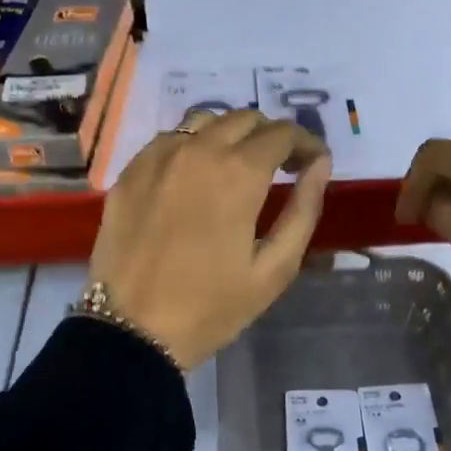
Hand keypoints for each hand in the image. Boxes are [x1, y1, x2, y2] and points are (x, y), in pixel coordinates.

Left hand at [89, 110, 331, 369]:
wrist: (131, 331)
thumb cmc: (211, 306)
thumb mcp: (274, 268)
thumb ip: (303, 209)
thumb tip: (320, 164)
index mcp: (238, 172)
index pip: (283, 133)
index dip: (306, 143)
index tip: (314, 163)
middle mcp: (198, 150)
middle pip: (245, 119)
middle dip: (271, 137)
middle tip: (281, 168)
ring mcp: (158, 157)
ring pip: (204, 121)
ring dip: (230, 135)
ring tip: (237, 167)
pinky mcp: (130, 172)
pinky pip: (169, 139)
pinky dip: (192, 146)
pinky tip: (194, 177)